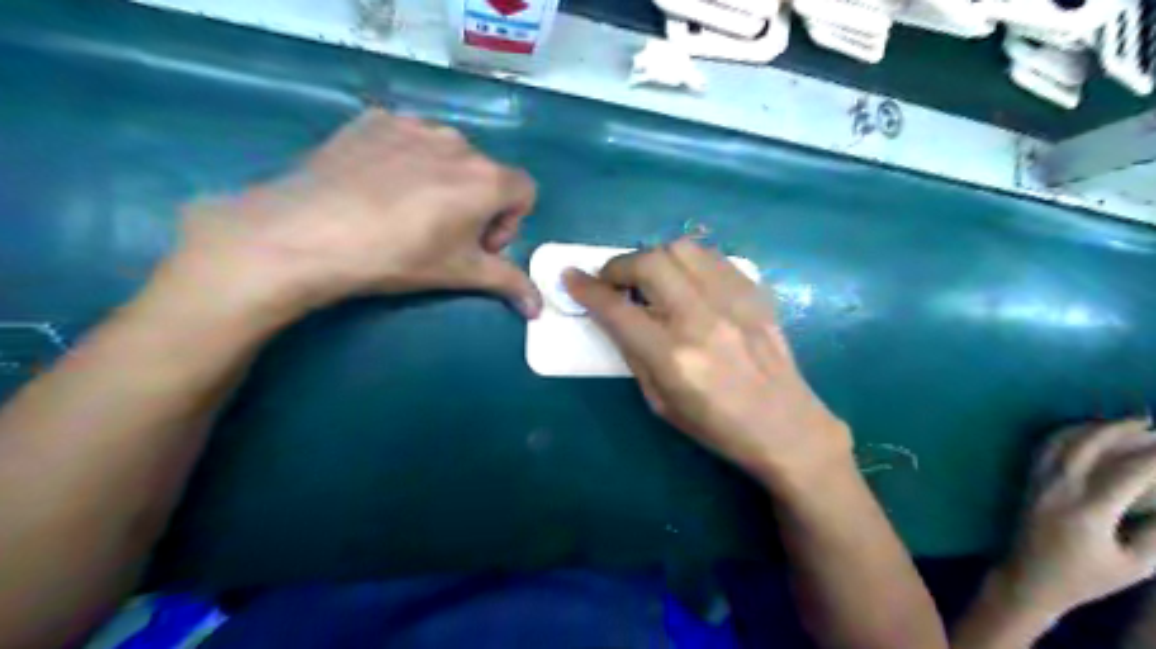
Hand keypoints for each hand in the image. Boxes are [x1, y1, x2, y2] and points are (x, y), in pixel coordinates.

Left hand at [159, 109, 540, 319]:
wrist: (307, 234)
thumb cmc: (398, 257)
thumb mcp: (459, 273)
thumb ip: (508, 283)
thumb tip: (540, 309)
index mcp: (487, 178)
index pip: (525, 191)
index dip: (509, 222)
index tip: (480, 246)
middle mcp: (458, 142)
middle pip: (486, 174)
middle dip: (477, 205)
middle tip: (443, 236)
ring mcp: (413, 125)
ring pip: (447, 155)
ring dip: (443, 181)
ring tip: (407, 212)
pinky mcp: (373, 120)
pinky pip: (407, 139)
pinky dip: (405, 161)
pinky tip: (376, 188)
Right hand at [565, 241, 850, 484]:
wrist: (786, 426)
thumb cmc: (717, 426)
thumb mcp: (660, 403)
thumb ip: (634, 354)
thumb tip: (615, 316)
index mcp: (673, 357)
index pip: (617, 309)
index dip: (586, 290)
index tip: (570, 278)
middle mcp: (701, 320)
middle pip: (649, 263)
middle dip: (618, 266)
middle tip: (613, 281)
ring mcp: (733, 302)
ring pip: (681, 249)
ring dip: (654, 257)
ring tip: (650, 277)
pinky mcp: (755, 293)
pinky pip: (713, 257)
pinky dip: (688, 261)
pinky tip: (685, 280)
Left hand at [999, 422, 1155, 616]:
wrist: (1029, 577)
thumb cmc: (1086, 577)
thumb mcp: (1135, 565)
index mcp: (1088, 511)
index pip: (1128, 472)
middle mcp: (1058, 488)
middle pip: (1088, 445)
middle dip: (1121, 429)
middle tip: (1151, 422)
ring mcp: (1038, 481)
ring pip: (1061, 440)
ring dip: (1092, 426)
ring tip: (1122, 422)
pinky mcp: (1028, 480)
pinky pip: (1044, 447)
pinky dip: (1066, 433)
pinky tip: (1085, 430)